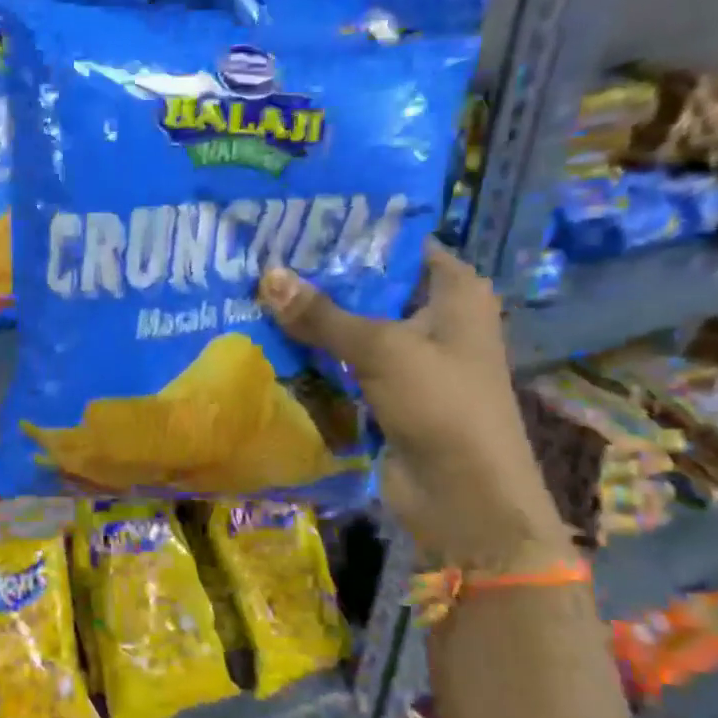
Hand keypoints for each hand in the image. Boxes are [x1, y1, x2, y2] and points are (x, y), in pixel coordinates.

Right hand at [259, 242, 572, 573]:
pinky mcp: (386, 392)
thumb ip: (322, 314)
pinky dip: (314, 356)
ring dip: (311, 320)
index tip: (298, 221)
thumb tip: (267, 276)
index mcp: (454, 291)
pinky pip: (344, 363)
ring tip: (254, 292)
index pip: (399, 243)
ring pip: (352, 327)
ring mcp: (409, 358)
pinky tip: (268, 340)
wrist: (463, 496)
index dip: (352, 231)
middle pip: (370, 286)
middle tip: (262, 256)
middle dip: (320, 277)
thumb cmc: (441, 404)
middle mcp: (434, 317)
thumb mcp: (381, 349)